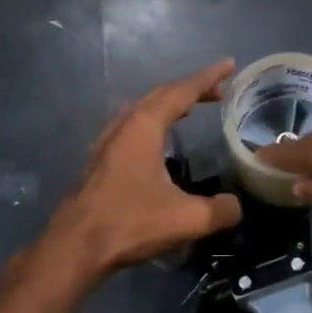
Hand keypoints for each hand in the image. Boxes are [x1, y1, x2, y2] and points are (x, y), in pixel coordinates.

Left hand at [37, 60, 242, 280]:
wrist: (75, 246)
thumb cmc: (130, 223)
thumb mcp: (186, 219)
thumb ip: (219, 210)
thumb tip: (236, 206)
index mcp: (144, 127)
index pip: (182, 91)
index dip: (208, 77)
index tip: (229, 65)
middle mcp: (123, 126)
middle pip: (160, 95)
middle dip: (190, 89)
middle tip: (218, 92)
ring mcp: (106, 142)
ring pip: (141, 110)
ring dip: (168, 104)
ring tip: (190, 109)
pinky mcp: (99, 161)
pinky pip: (131, 128)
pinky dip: (152, 122)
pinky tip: (158, 143)